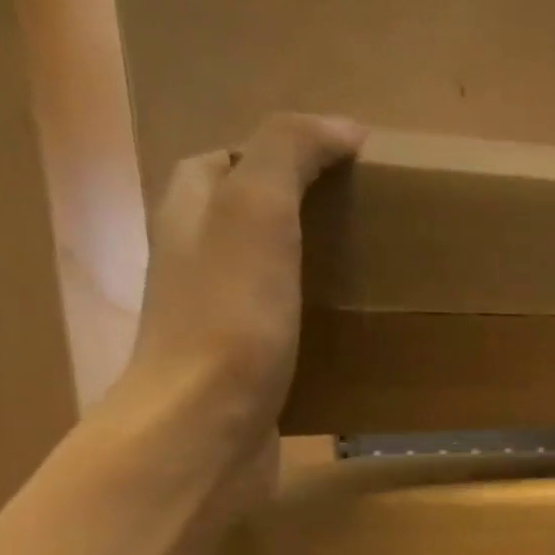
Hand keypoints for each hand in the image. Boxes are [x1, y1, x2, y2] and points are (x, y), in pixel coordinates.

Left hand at [114, 112, 365, 503]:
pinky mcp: (240, 369)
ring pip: (263, 275)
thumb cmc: (230, 318)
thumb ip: (288, 155)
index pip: (225, 160)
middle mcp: (193, 260)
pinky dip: (311, 321)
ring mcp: (214, 319)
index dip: (277, 154)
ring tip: (366, 277)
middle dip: (297, 212)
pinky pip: (279, 328)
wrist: (204, 429)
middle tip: (364, 225)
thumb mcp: (258, 213)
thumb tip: (342, 125)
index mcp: (189, 213)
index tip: (344, 170)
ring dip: (307, 269)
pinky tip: (348, 336)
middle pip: (244, 217)